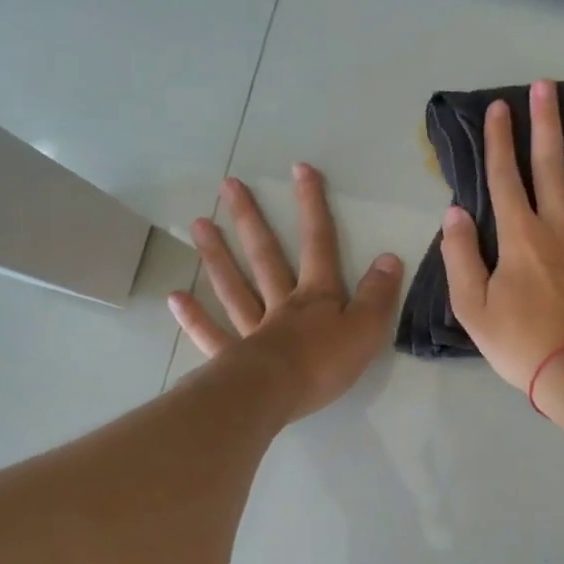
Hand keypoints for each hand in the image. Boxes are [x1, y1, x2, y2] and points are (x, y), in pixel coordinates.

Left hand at [171, 165, 401, 420]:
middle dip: (250, 219)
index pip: (318, 243)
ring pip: (234, 286)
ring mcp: (253, 330)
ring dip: (217, 255)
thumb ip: (378, 294)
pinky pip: (211, 334)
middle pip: (265, 256)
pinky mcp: (233, 359)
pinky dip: (193, 317)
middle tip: (228, 186)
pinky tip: (175, 297)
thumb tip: (388, 258)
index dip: (312, 206)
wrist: (277, 395)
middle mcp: (281, 304)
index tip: (299, 168)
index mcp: (316, 296)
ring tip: (198, 224)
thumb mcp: (367, 328)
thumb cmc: (324, 363)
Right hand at [440, 79, 563, 394]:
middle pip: (551, 166)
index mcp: (519, 236)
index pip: (504, 178)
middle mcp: (559, 225)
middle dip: (546, 123)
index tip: (499, 107)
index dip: (499, 141)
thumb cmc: (521, 343)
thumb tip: (454, 212)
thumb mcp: (471, 307)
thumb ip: (459, 256)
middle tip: (548, 84)